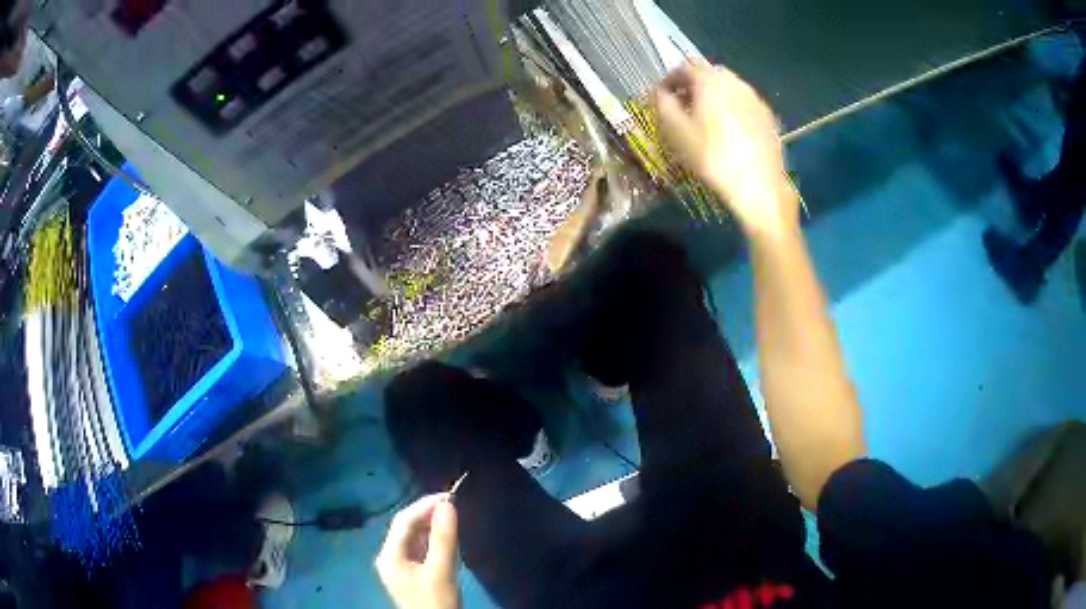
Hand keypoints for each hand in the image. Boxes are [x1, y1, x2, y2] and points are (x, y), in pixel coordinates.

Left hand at [375, 494, 460, 608]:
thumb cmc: (436, 600)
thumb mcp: (441, 570)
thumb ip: (443, 538)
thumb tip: (448, 504)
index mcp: (390, 554)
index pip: (404, 521)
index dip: (425, 505)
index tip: (450, 496)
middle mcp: (390, 556)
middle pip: (407, 527)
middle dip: (428, 514)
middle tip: (454, 504)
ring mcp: (399, 565)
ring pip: (414, 537)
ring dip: (431, 526)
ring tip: (453, 517)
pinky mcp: (411, 572)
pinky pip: (419, 548)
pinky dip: (433, 540)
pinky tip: (446, 537)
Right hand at [652, 60, 797, 237]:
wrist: (760, 186)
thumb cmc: (712, 157)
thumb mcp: (676, 132)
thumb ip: (662, 104)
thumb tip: (658, 92)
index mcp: (711, 80)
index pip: (684, 67)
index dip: (668, 80)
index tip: (661, 98)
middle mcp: (735, 82)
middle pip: (708, 74)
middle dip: (692, 86)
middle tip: (682, 107)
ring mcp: (755, 99)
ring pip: (728, 88)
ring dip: (712, 97)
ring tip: (704, 121)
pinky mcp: (768, 118)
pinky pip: (743, 104)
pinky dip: (731, 109)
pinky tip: (728, 133)